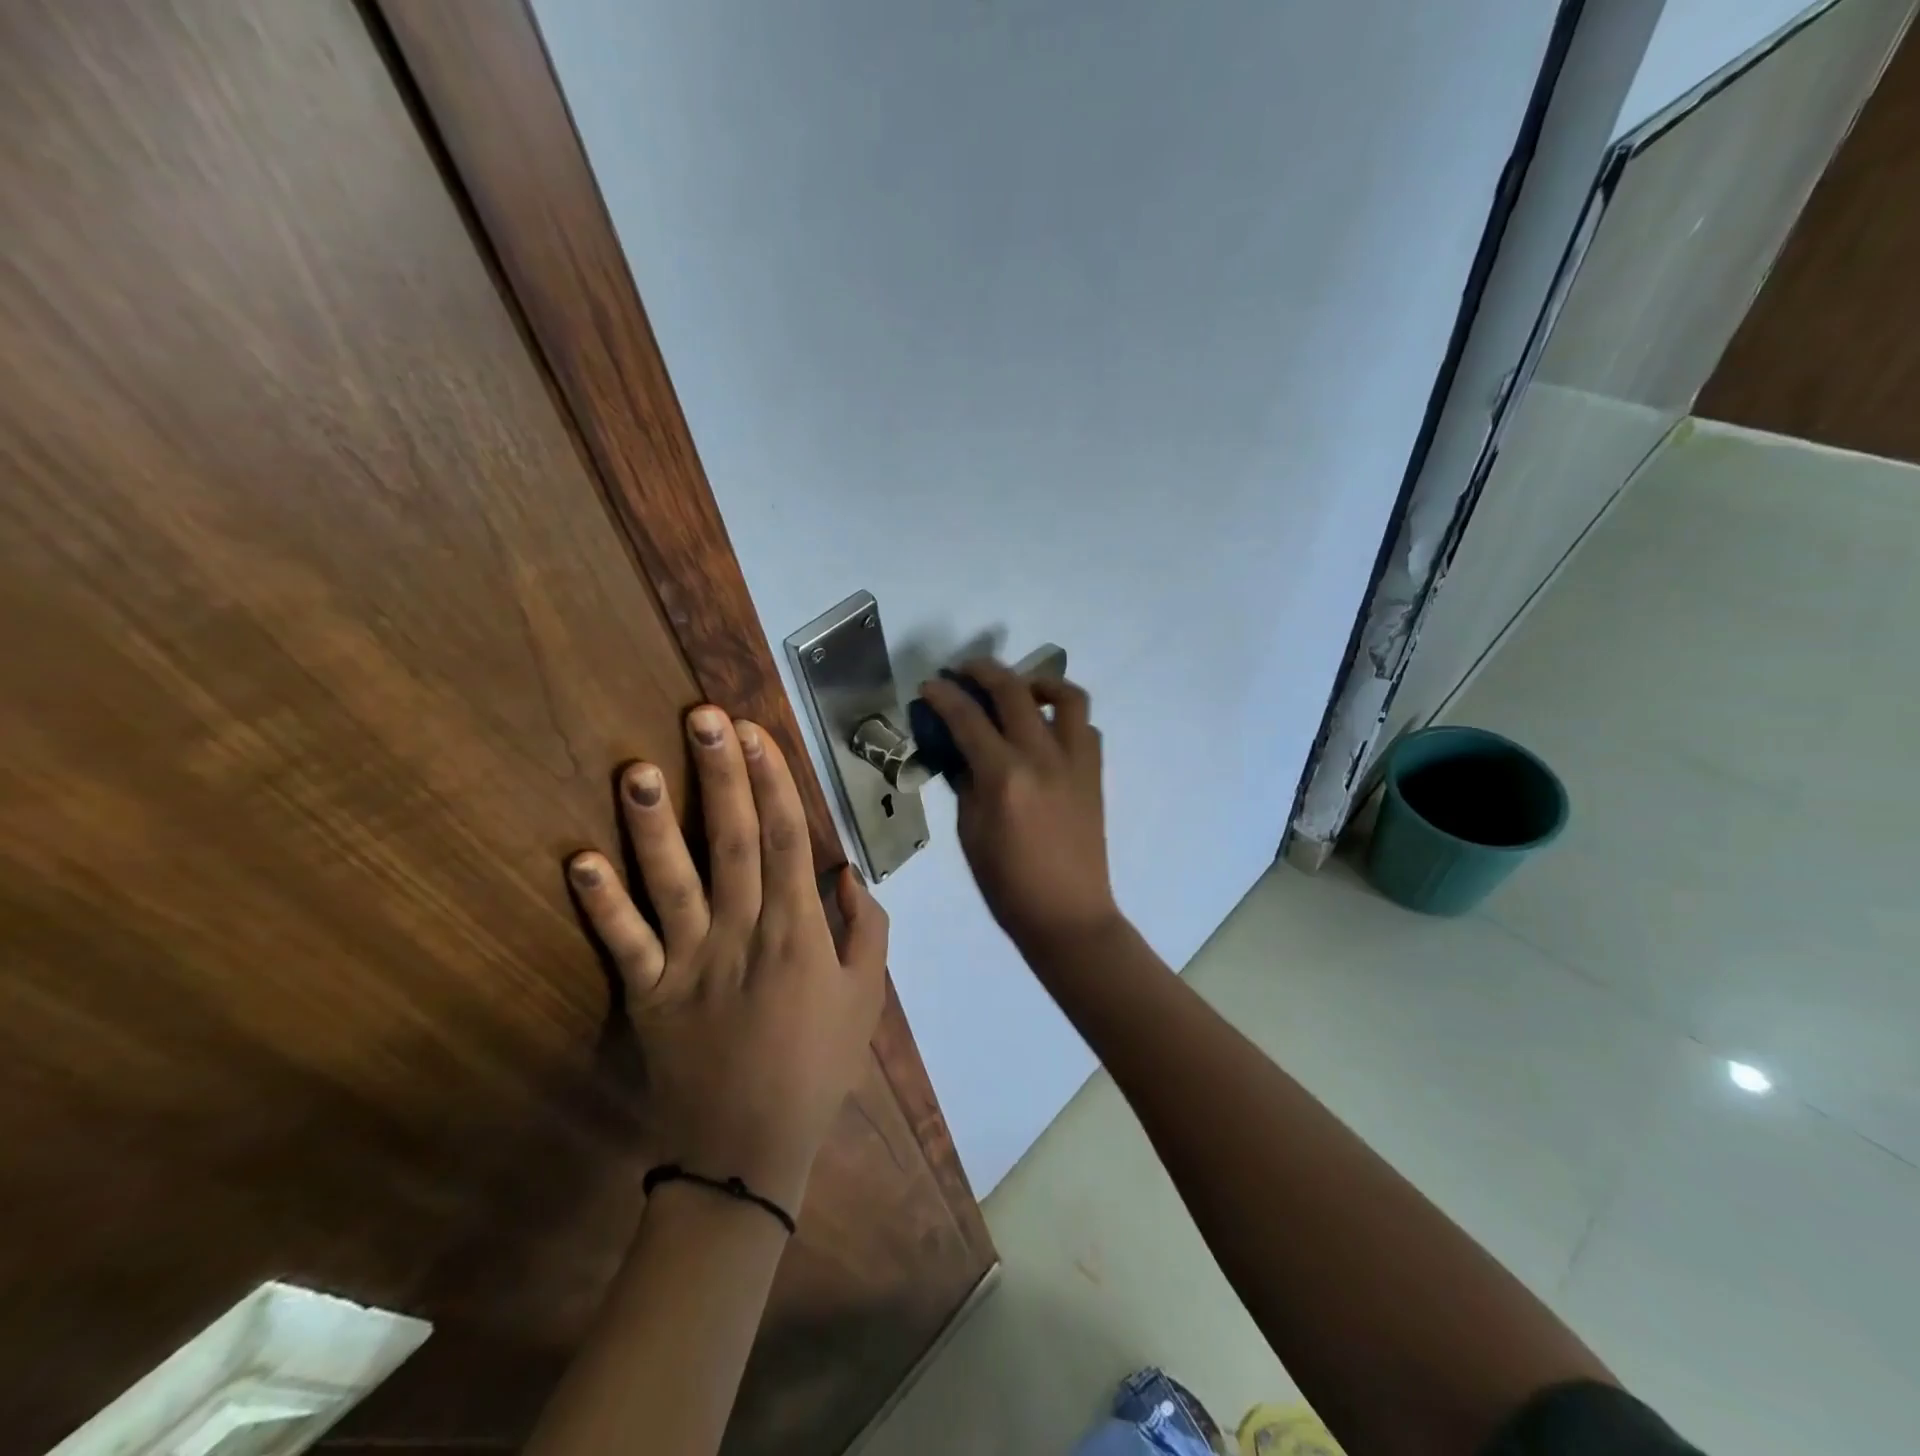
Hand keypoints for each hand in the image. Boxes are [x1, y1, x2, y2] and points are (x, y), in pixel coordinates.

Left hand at [566, 707, 888, 1214]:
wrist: (750, 1150)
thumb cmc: (818, 1066)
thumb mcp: (867, 999)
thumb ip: (867, 930)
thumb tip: (848, 871)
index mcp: (799, 932)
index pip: (788, 840)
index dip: (774, 783)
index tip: (759, 734)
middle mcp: (744, 933)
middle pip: (735, 842)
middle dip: (723, 776)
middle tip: (706, 719)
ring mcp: (691, 962)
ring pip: (673, 881)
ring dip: (657, 824)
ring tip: (639, 769)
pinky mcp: (649, 994)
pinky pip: (624, 943)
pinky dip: (601, 904)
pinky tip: (581, 860)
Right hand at [919, 660, 1119, 952]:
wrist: (1067, 914)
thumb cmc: (1007, 884)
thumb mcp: (969, 832)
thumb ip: (966, 783)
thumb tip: (961, 752)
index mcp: (1004, 777)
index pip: (968, 719)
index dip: (944, 696)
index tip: (930, 685)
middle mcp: (1043, 757)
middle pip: (1014, 691)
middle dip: (984, 671)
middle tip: (965, 670)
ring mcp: (1075, 761)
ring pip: (1066, 696)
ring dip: (1038, 682)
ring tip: (1019, 689)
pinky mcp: (1095, 772)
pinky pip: (1085, 727)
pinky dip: (1064, 717)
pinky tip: (1045, 730)